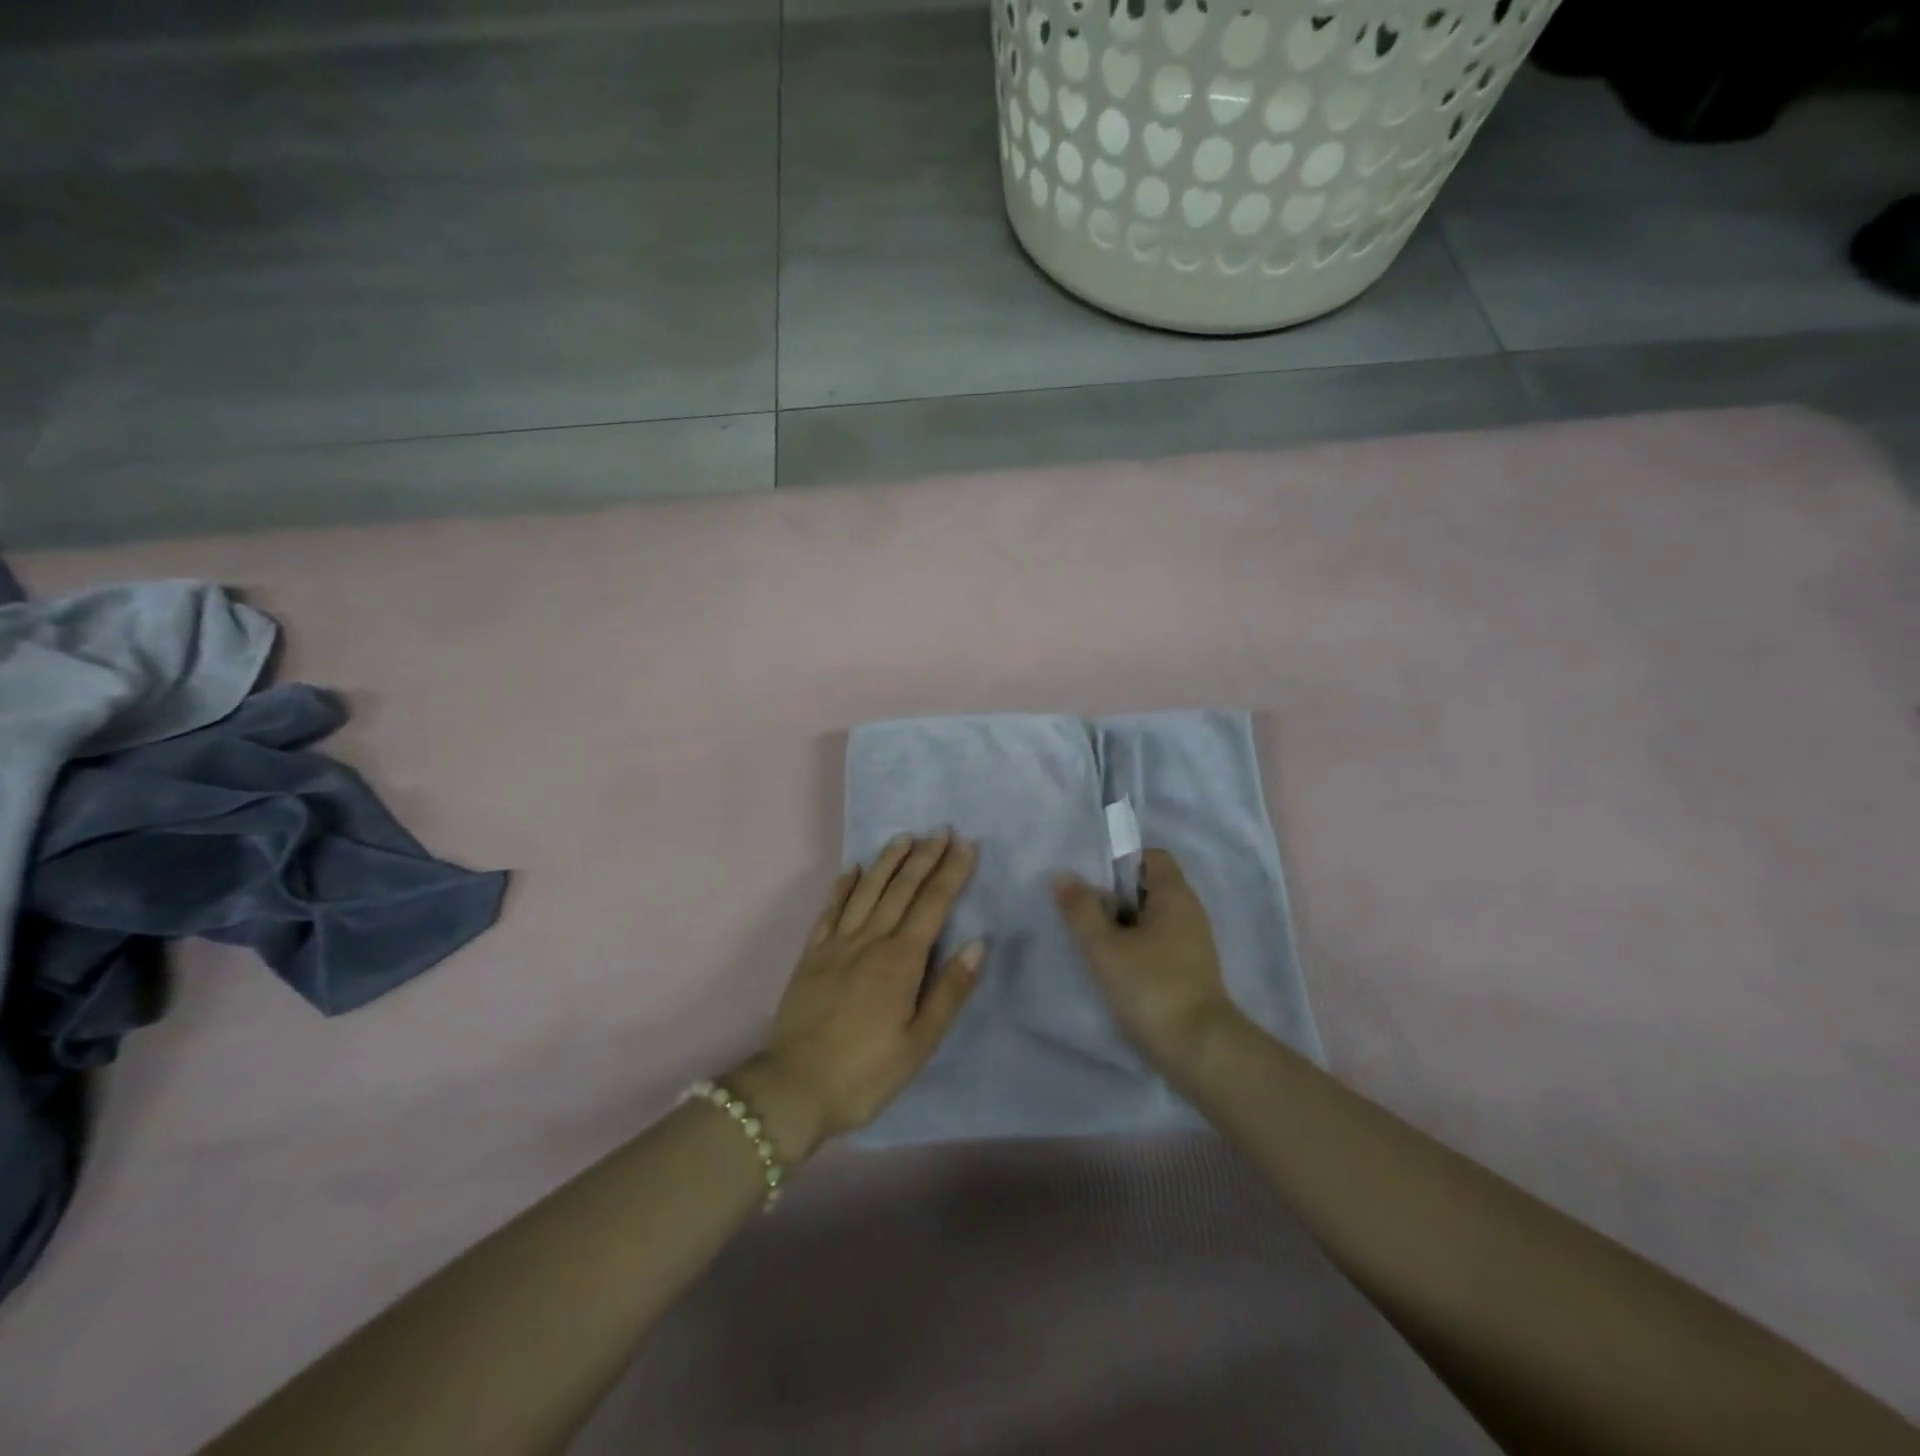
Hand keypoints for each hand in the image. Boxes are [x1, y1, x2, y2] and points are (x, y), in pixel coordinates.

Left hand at [734, 832, 983, 1161]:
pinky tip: (851, 870)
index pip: (932, 904)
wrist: (791, 1089)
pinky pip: (830, 911)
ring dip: (886, 862)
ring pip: (866, 891)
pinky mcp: (811, 955)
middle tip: (941, 830)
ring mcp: (836, 945)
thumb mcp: (919, 1043)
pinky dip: (842, 886)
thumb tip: (977, 943)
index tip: (966, 843)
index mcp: (900, 961)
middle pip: (901, 889)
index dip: (951, 872)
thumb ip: (949, 991)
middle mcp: (869, 941)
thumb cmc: (865, 1073)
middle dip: (924, 857)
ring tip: (904, 838)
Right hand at [1054, 848, 1243, 1072]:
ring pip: (1151, 918)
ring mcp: (1193, 943)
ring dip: (1122, 925)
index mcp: (1175, 895)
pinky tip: (1113, 967)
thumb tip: (1063, 876)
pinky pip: (1158, 943)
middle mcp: (1189, 912)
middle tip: (1082, 911)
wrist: (1200, 1051)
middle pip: (1149, 887)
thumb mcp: (1106, 947)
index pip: (1152, 857)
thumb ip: (1082, 909)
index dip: (1121, 861)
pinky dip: (1136, 947)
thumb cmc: (1152, 987)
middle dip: (1115, 896)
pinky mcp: (1190, 971)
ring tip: (1092, 941)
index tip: (1092, 881)